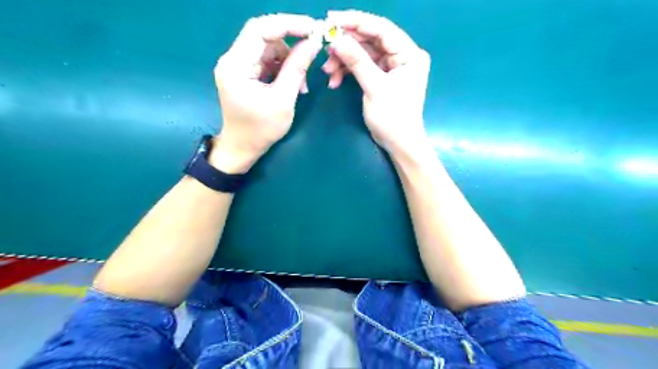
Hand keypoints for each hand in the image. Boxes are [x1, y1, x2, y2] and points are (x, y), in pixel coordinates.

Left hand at [212, 15, 323, 172]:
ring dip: (289, 60)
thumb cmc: (261, 130)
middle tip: (313, 47)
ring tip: (301, 84)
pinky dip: (283, 68)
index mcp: (236, 65)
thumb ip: (297, 69)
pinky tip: (293, 84)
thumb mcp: (283, 100)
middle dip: (291, 40)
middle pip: (263, 35)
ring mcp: (238, 66)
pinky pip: (267, 61)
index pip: (260, 29)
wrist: (243, 148)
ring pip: (268, 48)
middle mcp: (232, 59)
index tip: (313, 29)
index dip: (288, 24)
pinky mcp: (244, 73)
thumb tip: (313, 42)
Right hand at [324, 11, 432, 153]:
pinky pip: (362, 67)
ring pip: (363, 54)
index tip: (331, 19)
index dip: (356, 21)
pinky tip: (334, 80)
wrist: (398, 143)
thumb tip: (336, 39)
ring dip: (343, 61)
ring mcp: (391, 66)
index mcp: (409, 54)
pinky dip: (347, 72)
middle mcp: (402, 55)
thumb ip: (357, 61)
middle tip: (325, 47)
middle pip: (370, 40)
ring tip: (327, 71)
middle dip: (346, 45)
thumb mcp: (375, 88)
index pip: (381, 29)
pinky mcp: (382, 76)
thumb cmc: (393, 118)